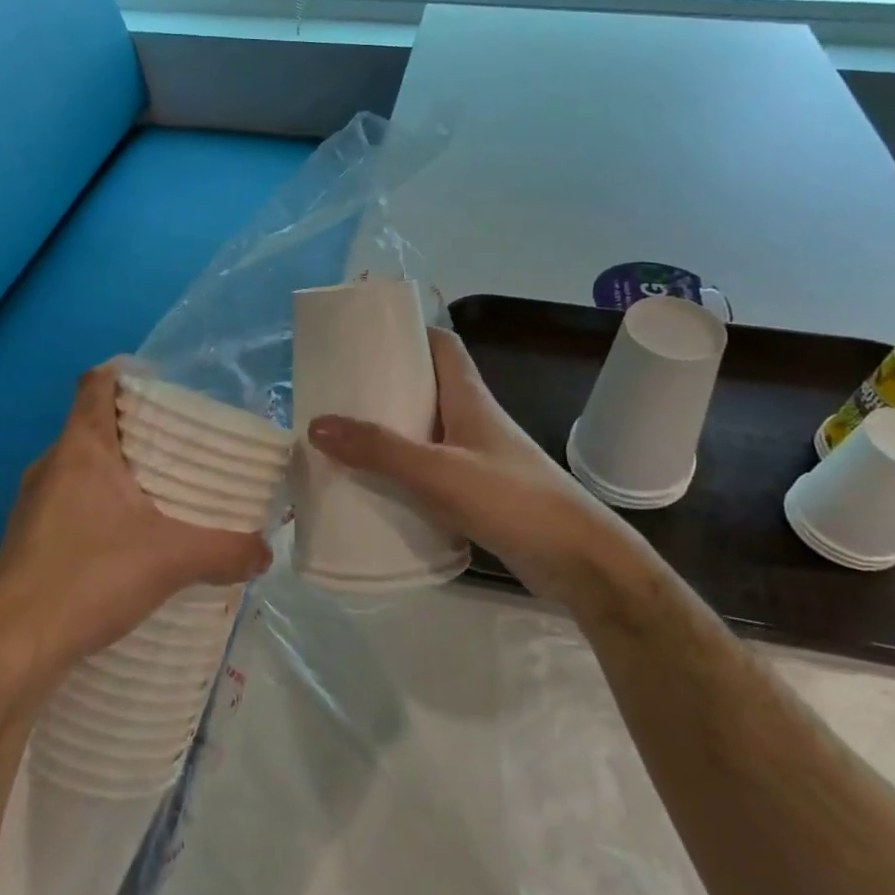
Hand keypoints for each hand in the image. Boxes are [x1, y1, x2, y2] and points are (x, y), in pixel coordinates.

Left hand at [0, 363, 271, 701]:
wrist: (8, 652)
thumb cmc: (87, 579)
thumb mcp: (170, 561)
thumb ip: (225, 551)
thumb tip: (266, 552)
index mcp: (80, 449)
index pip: (96, 383)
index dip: (126, 373)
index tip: (163, 386)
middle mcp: (50, 466)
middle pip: (93, 425)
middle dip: (136, 430)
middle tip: (182, 447)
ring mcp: (31, 505)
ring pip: (80, 468)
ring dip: (116, 473)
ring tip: (161, 495)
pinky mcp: (26, 540)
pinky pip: (68, 503)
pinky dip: (98, 507)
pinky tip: (126, 542)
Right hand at [305, 327, 642, 603]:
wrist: (578, 561)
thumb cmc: (512, 500)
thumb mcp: (438, 471)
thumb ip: (379, 449)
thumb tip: (316, 423)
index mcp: (469, 397)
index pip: (441, 344)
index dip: (407, 332)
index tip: (363, 336)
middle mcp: (472, 420)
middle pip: (426, 387)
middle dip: (385, 385)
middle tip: (338, 392)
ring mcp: (476, 458)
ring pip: (425, 431)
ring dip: (390, 431)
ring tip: (343, 438)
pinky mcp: (477, 493)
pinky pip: (430, 470)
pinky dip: (402, 472)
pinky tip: (374, 487)